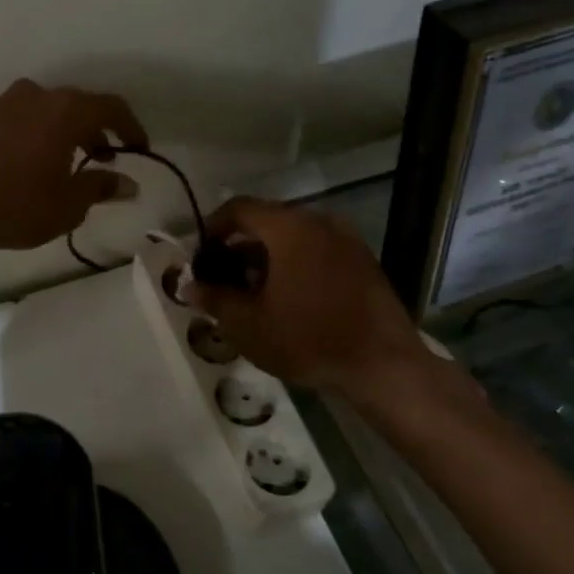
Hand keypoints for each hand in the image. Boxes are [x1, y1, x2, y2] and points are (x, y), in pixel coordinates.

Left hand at [0, 80, 146, 283]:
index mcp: (65, 109)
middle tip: (102, 159)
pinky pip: (17, 121)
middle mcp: (35, 96)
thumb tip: (127, 184)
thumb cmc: (15, 204)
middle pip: (76, 106)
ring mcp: (1, 104)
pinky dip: (32, 136)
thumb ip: (100, 188)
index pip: (111, 107)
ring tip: (64, 165)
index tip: (139, 149)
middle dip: (94, 131)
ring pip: (44, 112)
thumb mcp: (67, 205)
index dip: (131, 127)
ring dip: (61, 133)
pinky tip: (26, 166)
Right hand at [188, 197, 430, 397]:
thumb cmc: (308, 339)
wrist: (383, 365)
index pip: (239, 208)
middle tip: (223, 279)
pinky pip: (316, 250)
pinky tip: (287, 299)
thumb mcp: (248, 324)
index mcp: (289, 228)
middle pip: (266, 221)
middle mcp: (319, 222)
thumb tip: (189, 286)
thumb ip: (215, 298)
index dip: (212, 228)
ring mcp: (346, 239)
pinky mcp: (362, 260)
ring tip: (252, 293)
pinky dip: (294, 264)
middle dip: (238, 246)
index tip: (200, 256)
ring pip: (293, 237)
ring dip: (266, 257)